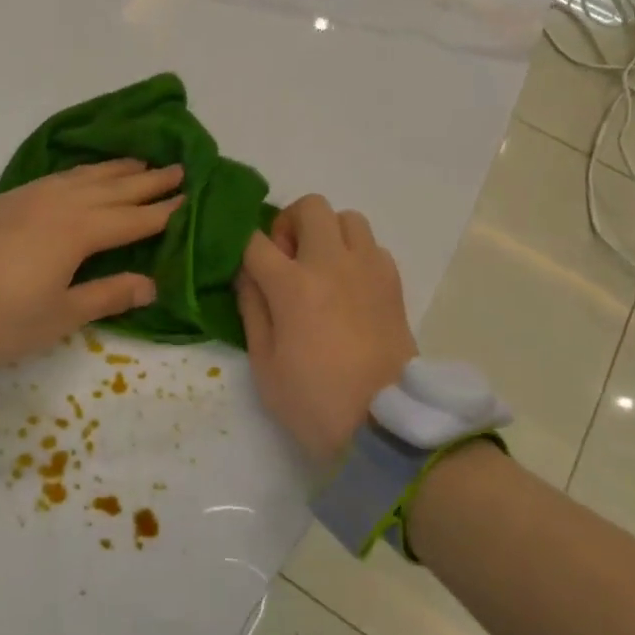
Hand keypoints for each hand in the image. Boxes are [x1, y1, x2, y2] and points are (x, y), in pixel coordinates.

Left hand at [0, 160, 183, 371]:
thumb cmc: (2, 319)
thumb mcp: (61, 315)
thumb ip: (108, 294)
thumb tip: (151, 283)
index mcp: (77, 231)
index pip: (131, 218)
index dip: (161, 211)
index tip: (188, 198)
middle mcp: (58, 204)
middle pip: (112, 188)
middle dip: (146, 180)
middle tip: (178, 168)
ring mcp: (29, 197)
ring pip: (82, 176)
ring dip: (114, 169)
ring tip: (139, 161)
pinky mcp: (6, 200)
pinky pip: (56, 177)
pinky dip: (80, 172)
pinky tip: (84, 175)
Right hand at [234, 194, 416, 460]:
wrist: (385, 427)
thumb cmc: (314, 400)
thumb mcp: (264, 363)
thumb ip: (252, 308)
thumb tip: (247, 274)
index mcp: (293, 285)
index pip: (255, 241)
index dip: (241, 246)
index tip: (241, 265)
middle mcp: (332, 264)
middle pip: (310, 207)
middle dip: (289, 223)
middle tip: (286, 259)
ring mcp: (368, 270)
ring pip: (348, 218)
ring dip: (327, 233)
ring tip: (320, 268)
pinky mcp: (393, 284)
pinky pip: (372, 246)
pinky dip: (356, 254)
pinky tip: (348, 287)